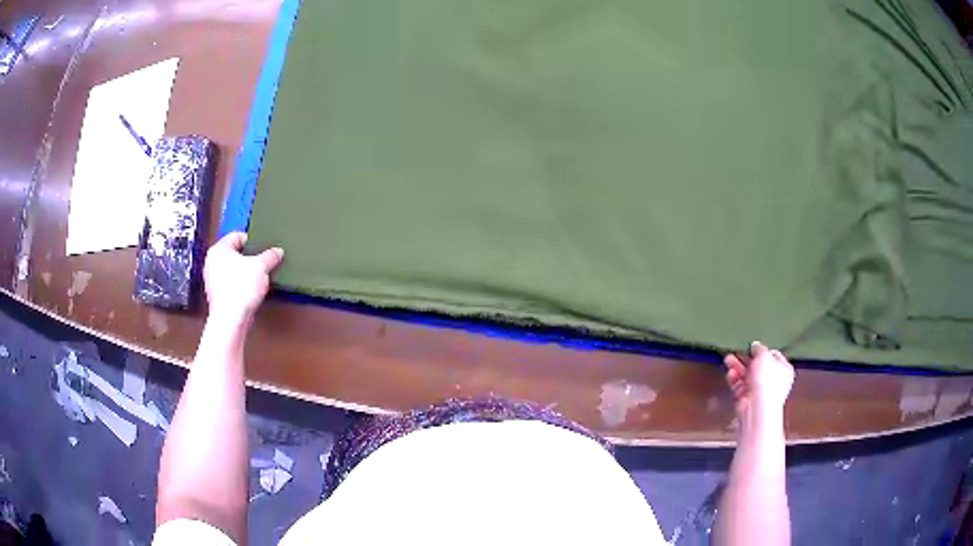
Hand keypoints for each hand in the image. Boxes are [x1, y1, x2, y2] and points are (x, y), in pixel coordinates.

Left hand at [203, 232, 283, 323]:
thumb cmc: (242, 286)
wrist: (230, 319)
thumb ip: (270, 256)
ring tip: (259, 278)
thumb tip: (278, 251)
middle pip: (234, 253)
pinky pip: (230, 283)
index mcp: (219, 249)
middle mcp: (211, 262)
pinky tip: (250, 291)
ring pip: (232, 269)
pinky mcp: (216, 295)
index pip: (237, 236)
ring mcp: (212, 280)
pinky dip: (240, 285)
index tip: (264, 249)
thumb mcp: (261, 267)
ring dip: (245, 272)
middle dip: (249, 258)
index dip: (252, 241)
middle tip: (263, 263)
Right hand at [723, 342, 794, 415]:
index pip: (773, 355)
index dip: (762, 350)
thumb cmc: (767, 379)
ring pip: (747, 375)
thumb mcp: (764, 356)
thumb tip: (756, 346)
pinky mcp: (747, 399)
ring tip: (727, 359)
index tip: (752, 346)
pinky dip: (735, 379)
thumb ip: (759, 349)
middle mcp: (773, 380)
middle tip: (736, 351)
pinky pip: (740, 386)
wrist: (757, 408)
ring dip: (737, 367)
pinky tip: (730, 374)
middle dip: (746, 358)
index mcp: (784, 369)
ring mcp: (760, 391)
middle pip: (758, 366)